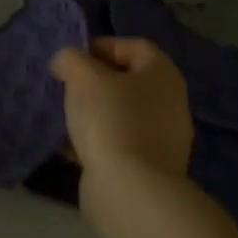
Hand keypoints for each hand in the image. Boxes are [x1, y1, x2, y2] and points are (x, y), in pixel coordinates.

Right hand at [51, 37, 192, 197]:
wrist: (131, 192)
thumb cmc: (111, 119)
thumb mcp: (82, 75)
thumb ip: (70, 59)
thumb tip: (66, 63)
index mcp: (163, 75)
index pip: (134, 46)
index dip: (102, 46)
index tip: (73, 60)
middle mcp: (170, 104)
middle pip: (128, 81)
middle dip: (95, 82)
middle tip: (68, 87)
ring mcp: (164, 141)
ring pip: (122, 114)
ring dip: (95, 113)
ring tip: (66, 117)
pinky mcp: (150, 170)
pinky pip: (120, 144)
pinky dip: (98, 142)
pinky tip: (71, 147)